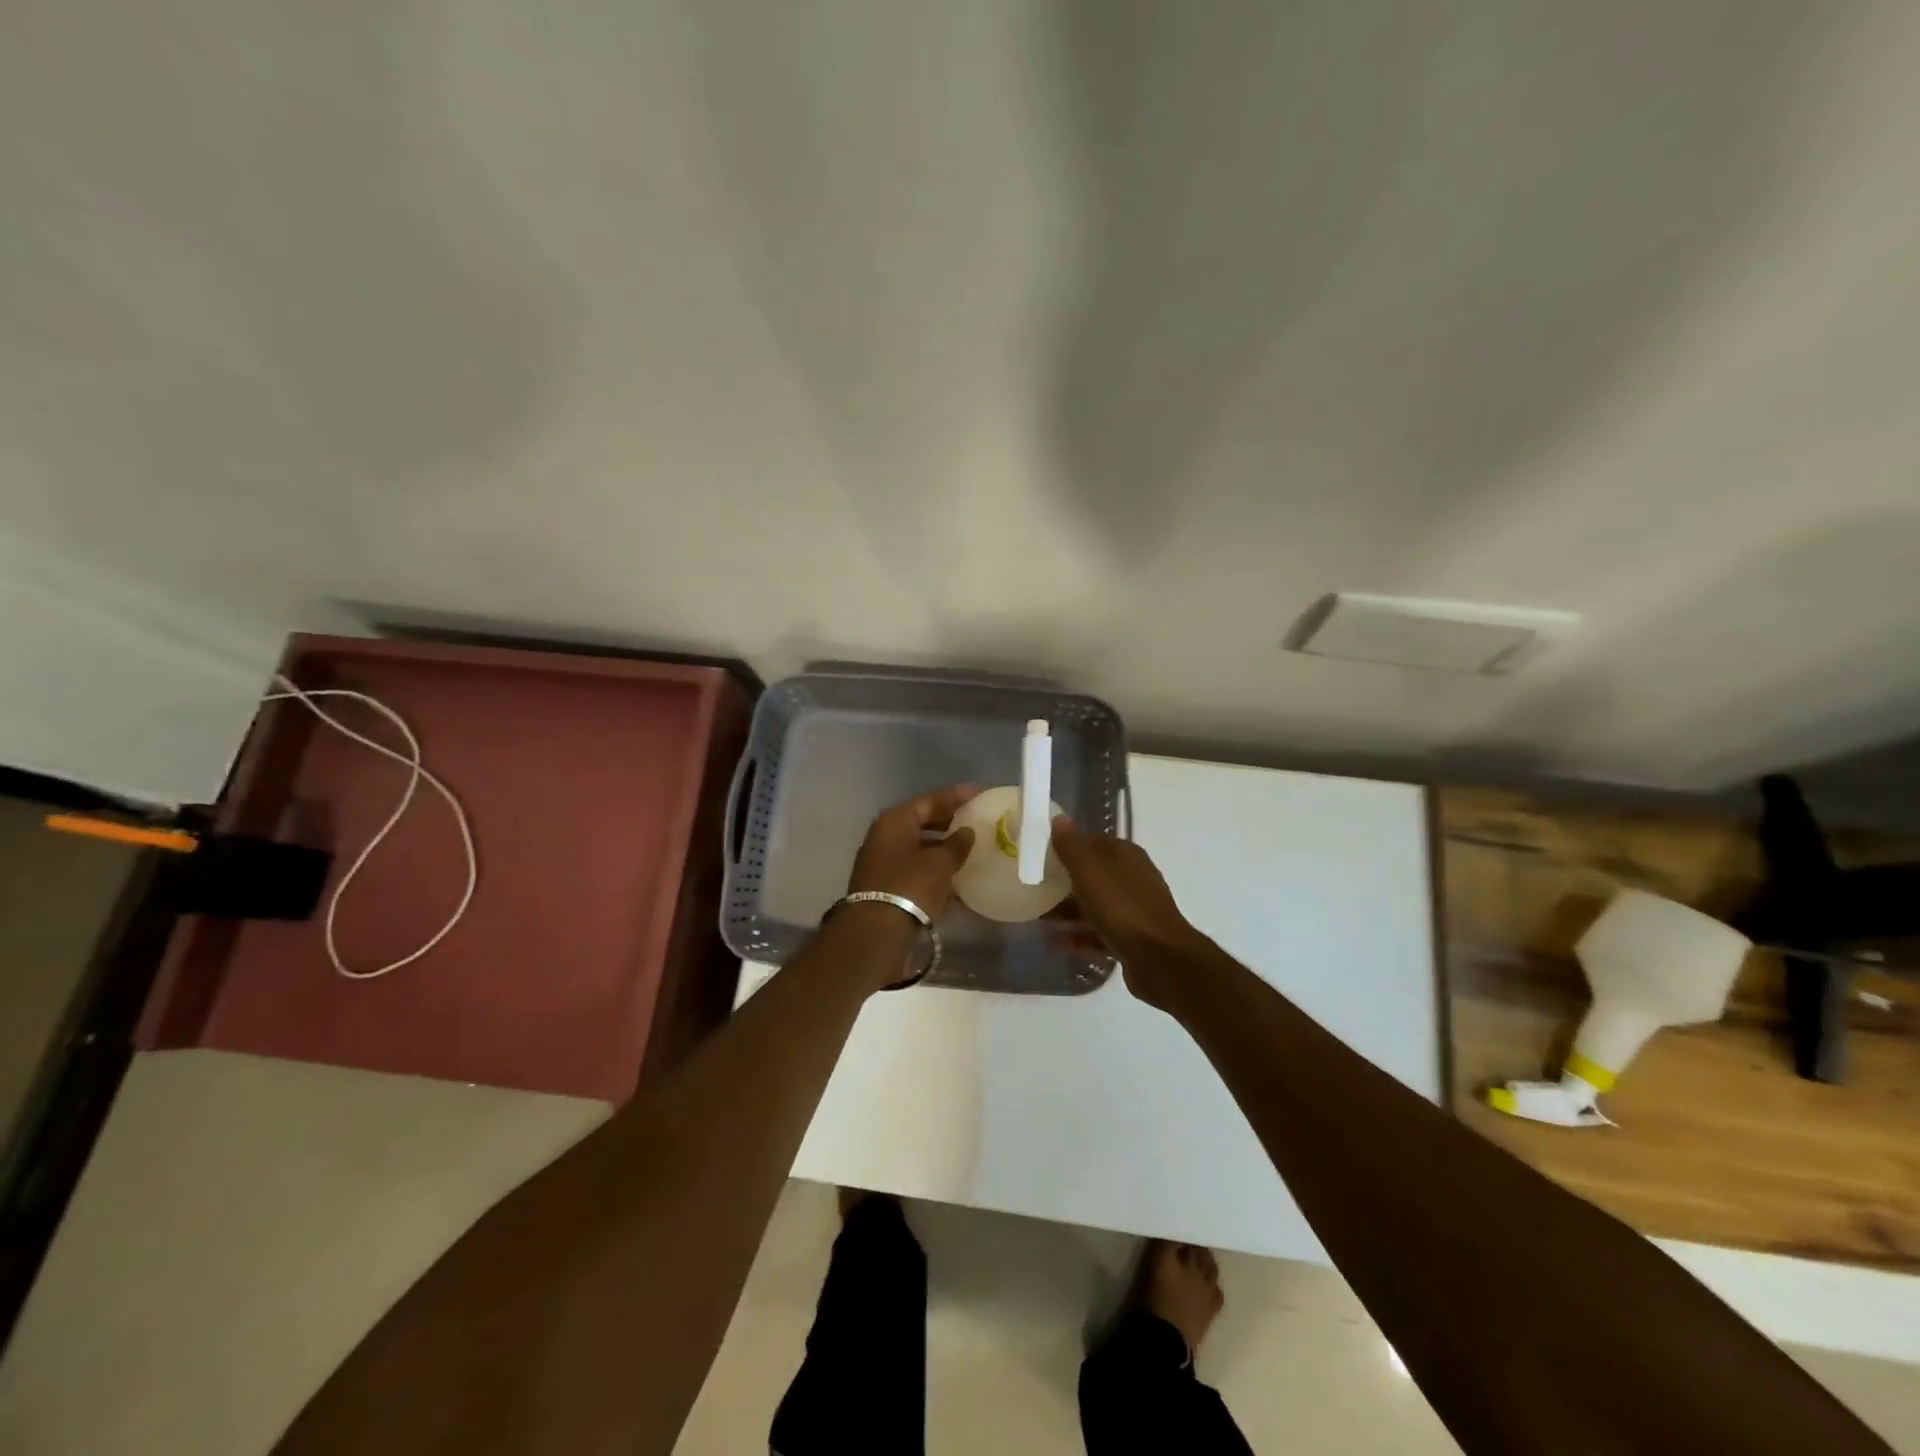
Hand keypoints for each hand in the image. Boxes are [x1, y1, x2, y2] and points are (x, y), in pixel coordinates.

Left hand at [847, 784, 980, 918]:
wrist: (876, 931)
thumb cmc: (911, 886)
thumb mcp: (940, 863)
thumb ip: (957, 844)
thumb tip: (966, 832)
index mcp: (895, 820)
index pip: (930, 799)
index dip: (957, 795)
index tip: (980, 792)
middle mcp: (884, 834)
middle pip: (921, 820)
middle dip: (948, 819)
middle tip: (974, 817)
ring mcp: (881, 859)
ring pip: (917, 844)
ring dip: (941, 845)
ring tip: (968, 846)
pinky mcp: (883, 883)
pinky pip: (913, 866)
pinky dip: (932, 867)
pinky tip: (953, 875)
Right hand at [1049, 818, 1199, 1005]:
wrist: (1159, 959)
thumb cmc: (1121, 907)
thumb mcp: (1089, 870)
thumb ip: (1072, 845)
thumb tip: (1059, 818)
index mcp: (1125, 855)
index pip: (1091, 842)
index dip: (1065, 847)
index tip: (1039, 856)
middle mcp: (1132, 878)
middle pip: (1092, 875)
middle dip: (1064, 882)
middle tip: (1035, 889)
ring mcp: (1134, 909)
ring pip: (1095, 904)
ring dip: (1069, 911)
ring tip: (1040, 919)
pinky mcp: (1132, 938)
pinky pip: (1100, 932)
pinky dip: (1080, 935)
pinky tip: (1058, 944)